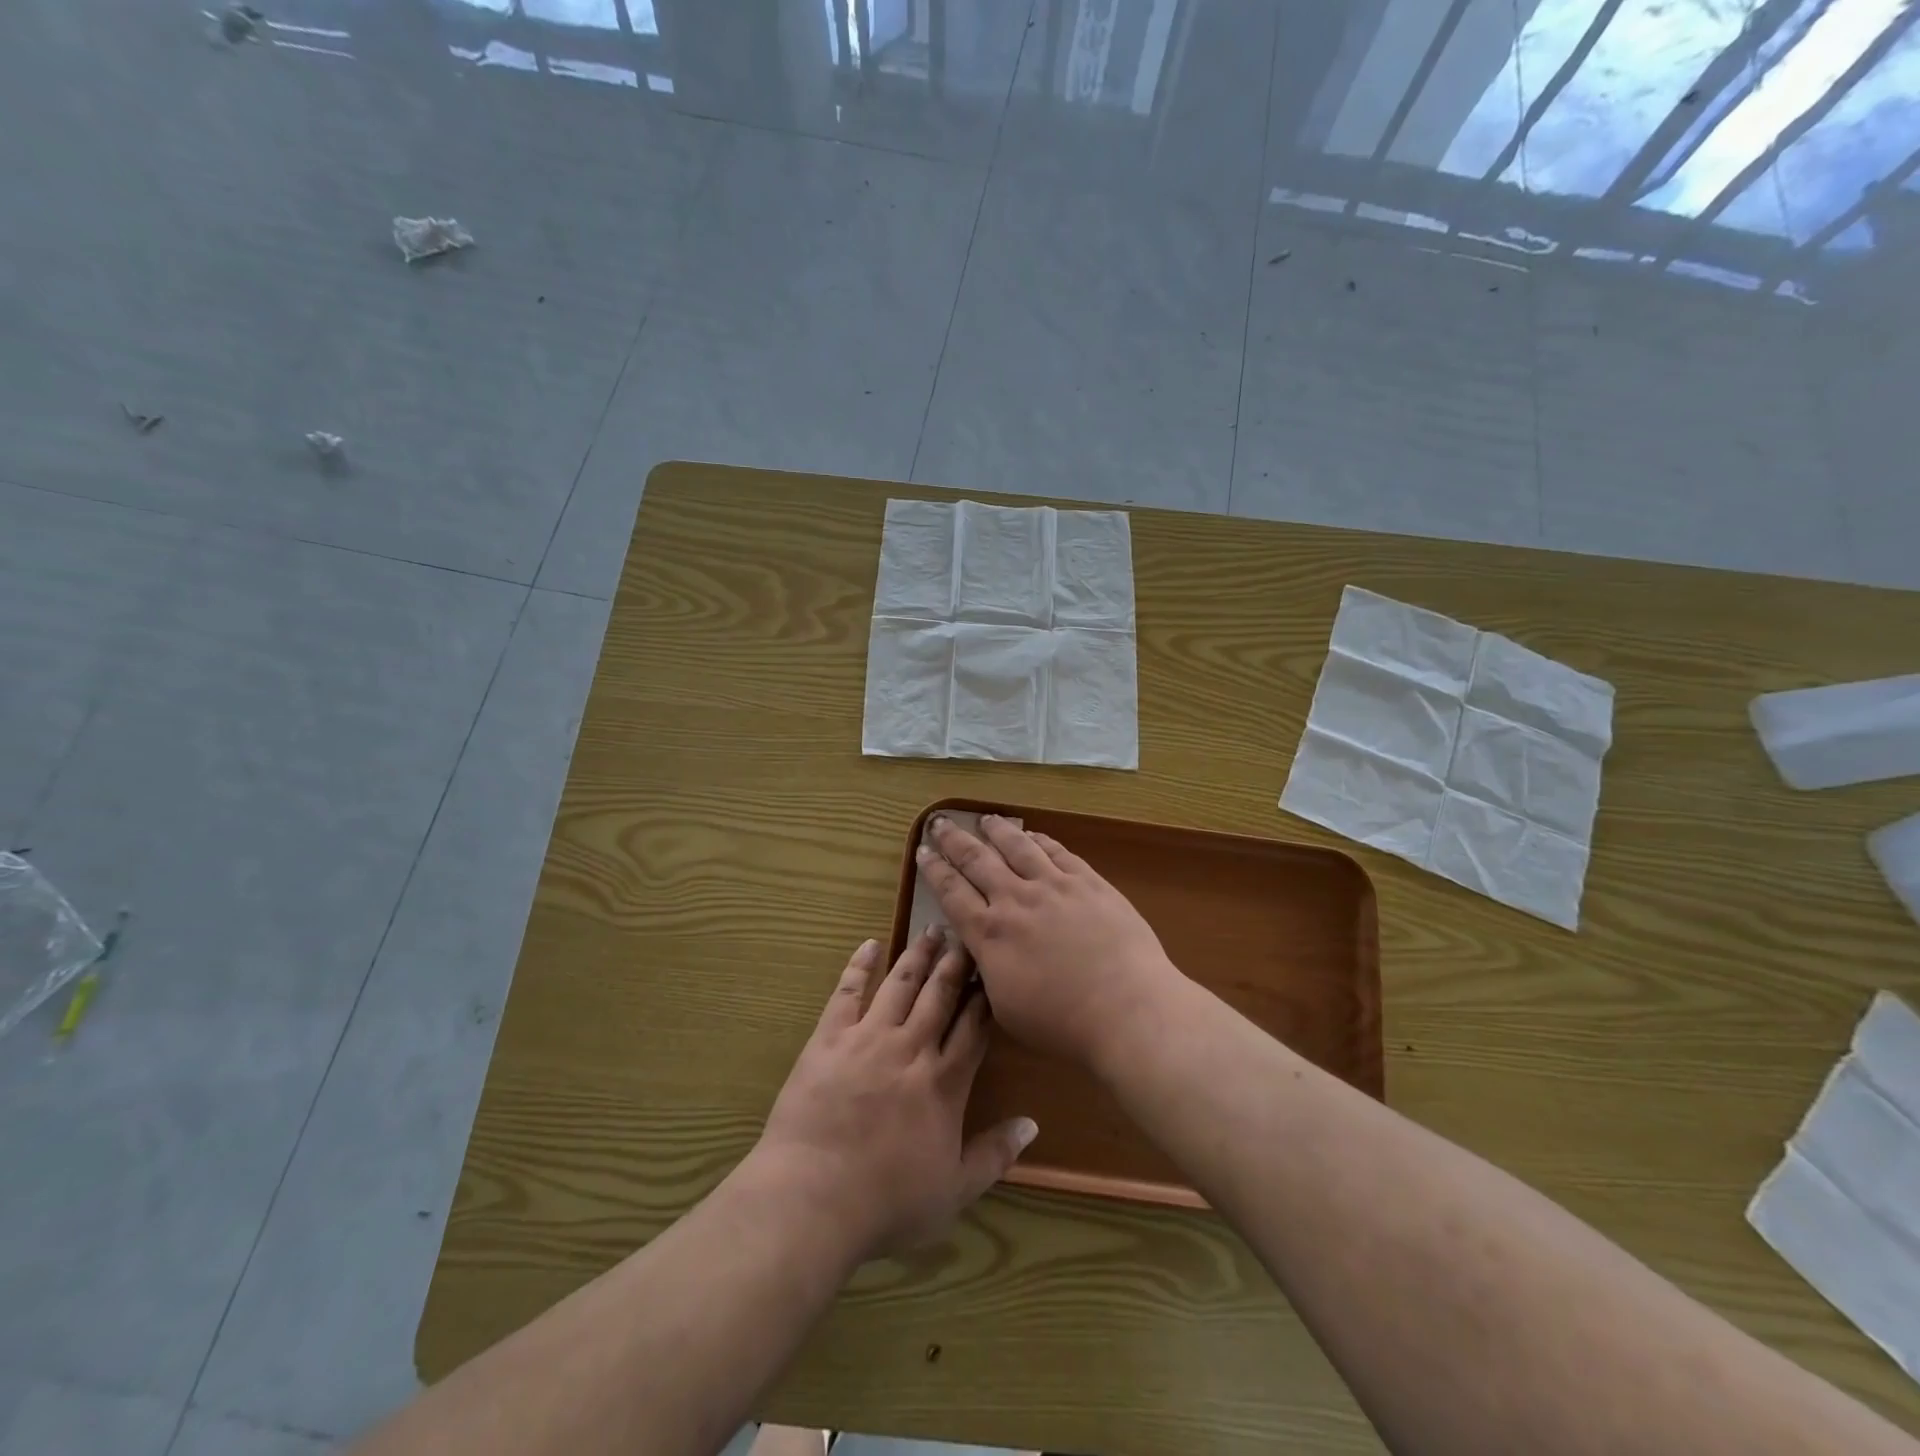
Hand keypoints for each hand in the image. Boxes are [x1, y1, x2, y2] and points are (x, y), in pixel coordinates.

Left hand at [752, 932, 1036, 1263]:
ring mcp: (868, 1038)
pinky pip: (848, 992)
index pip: (973, 1026)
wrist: (813, 1198)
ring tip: (931, 929)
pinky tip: (870, 945)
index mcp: (944, 1082)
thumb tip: (1033, 1124)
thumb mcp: (954, 1191)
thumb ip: (995, 1154)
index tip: (993, 970)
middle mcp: (911, 1048)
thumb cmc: (887, 1203)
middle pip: (940, 994)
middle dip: (956, 962)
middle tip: (966, 935)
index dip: (985, 996)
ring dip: (918, 955)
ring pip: (901, 984)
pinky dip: (860, 966)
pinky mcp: (830, 1038)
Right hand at [917, 815, 1181, 1067]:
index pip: (952, 893)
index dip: (933, 870)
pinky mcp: (1087, 881)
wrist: (1126, 1007)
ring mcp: (1054, 886)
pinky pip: (1057, 851)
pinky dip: (1040, 839)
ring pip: (1017, 846)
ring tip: (985, 819)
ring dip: (997, 830)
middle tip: (939, 822)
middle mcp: (1016, 900)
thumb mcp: (1006, 1009)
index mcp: (990, 934)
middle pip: (977, 860)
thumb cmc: (1063, 1023)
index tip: (922, 851)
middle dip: (954, 839)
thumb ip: (987, 973)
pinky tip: (1033, 834)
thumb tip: (978, 953)